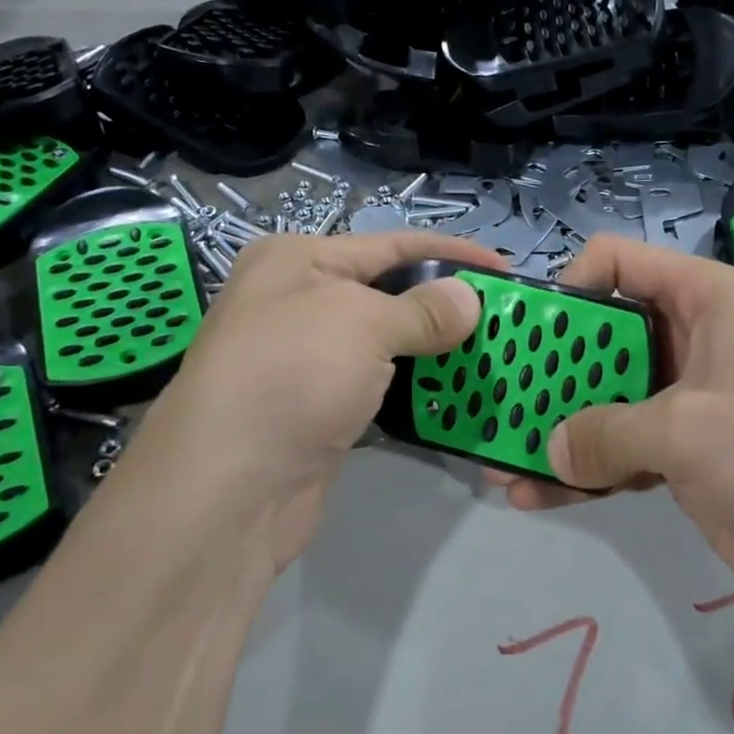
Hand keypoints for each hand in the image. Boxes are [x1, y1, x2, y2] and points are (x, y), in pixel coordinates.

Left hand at [115, 231, 504, 577]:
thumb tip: (469, 299)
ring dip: (435, 351)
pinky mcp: (320, 411)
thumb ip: (423, 309)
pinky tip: (454, 394)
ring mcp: (307, 362)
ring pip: (387, 345)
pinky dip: (415, 389)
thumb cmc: (292, 376)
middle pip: (389, 293)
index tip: (503, 269)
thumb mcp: (362, 323)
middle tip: (505, 319)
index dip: (450, 253)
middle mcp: (298, 304)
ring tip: (491, 354)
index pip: (390, 244)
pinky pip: (380, 388)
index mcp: (298, 262)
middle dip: (446, 304)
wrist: (228, 489)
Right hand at [494, 236, 733, 611]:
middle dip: (548, 370)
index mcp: (702, 300)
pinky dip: (580, 471)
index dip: (569, 287)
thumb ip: (607, 431)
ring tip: (498, 458)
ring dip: (555, 427)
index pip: (618, 262)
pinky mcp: (677, 453)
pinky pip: (615, 449)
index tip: (530, 333)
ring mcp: (680, 399)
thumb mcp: (688, 428)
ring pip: (601, 399)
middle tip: (497, 401)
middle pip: (599, 336)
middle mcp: (686, 339)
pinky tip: (533, 496)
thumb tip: (550, 449)